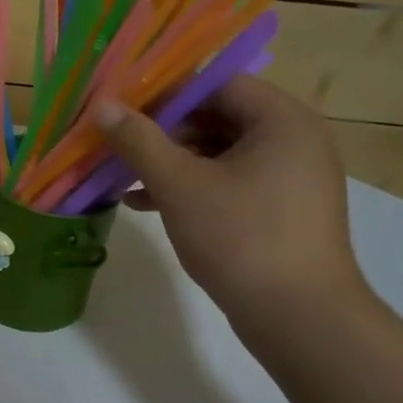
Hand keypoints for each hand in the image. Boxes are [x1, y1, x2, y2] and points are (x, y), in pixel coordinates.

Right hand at [96, 77, 366, 321]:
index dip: (165, 91)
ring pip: (218, 151)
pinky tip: (144, 203)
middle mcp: (294, 140)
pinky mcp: (281, 208)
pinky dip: (189, 185)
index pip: (216, 84)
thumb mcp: (179, 184)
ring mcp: (290, 177)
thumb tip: (102, 106)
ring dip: (169, 161)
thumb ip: (138, 139)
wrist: (300, 319)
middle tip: (117, 142)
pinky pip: (228, 180)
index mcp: (282, 121)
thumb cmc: (241, 238)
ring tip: (122, 177)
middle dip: (162, 130)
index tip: (121, 106)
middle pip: (216, 116)